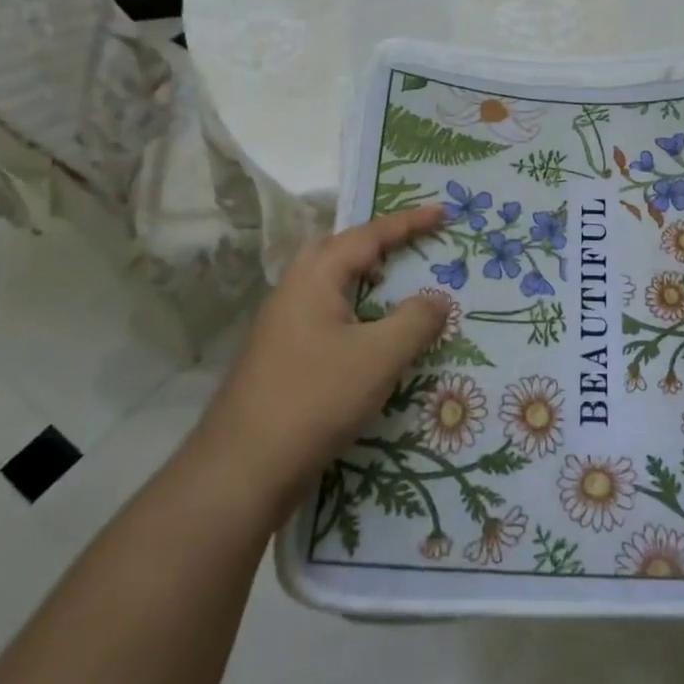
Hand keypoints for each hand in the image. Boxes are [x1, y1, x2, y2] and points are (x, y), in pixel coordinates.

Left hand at [193, 206, 449, 524]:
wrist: (241, 471)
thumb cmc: (315, 400)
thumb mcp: (379, 357)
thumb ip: (416, 321)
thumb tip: (437, 299)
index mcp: (314, 279)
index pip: (367, 236)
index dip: (407, 223)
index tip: (442, 212)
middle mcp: (292, 292)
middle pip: (337, 249)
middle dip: (376, 241)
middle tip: (410, 245)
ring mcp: (281, 327)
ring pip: (328, 284)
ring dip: (363, 277)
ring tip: (395, 285)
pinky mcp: (279, 358)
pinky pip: (324, 314)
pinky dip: (353, 309)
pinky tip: (369, 337)